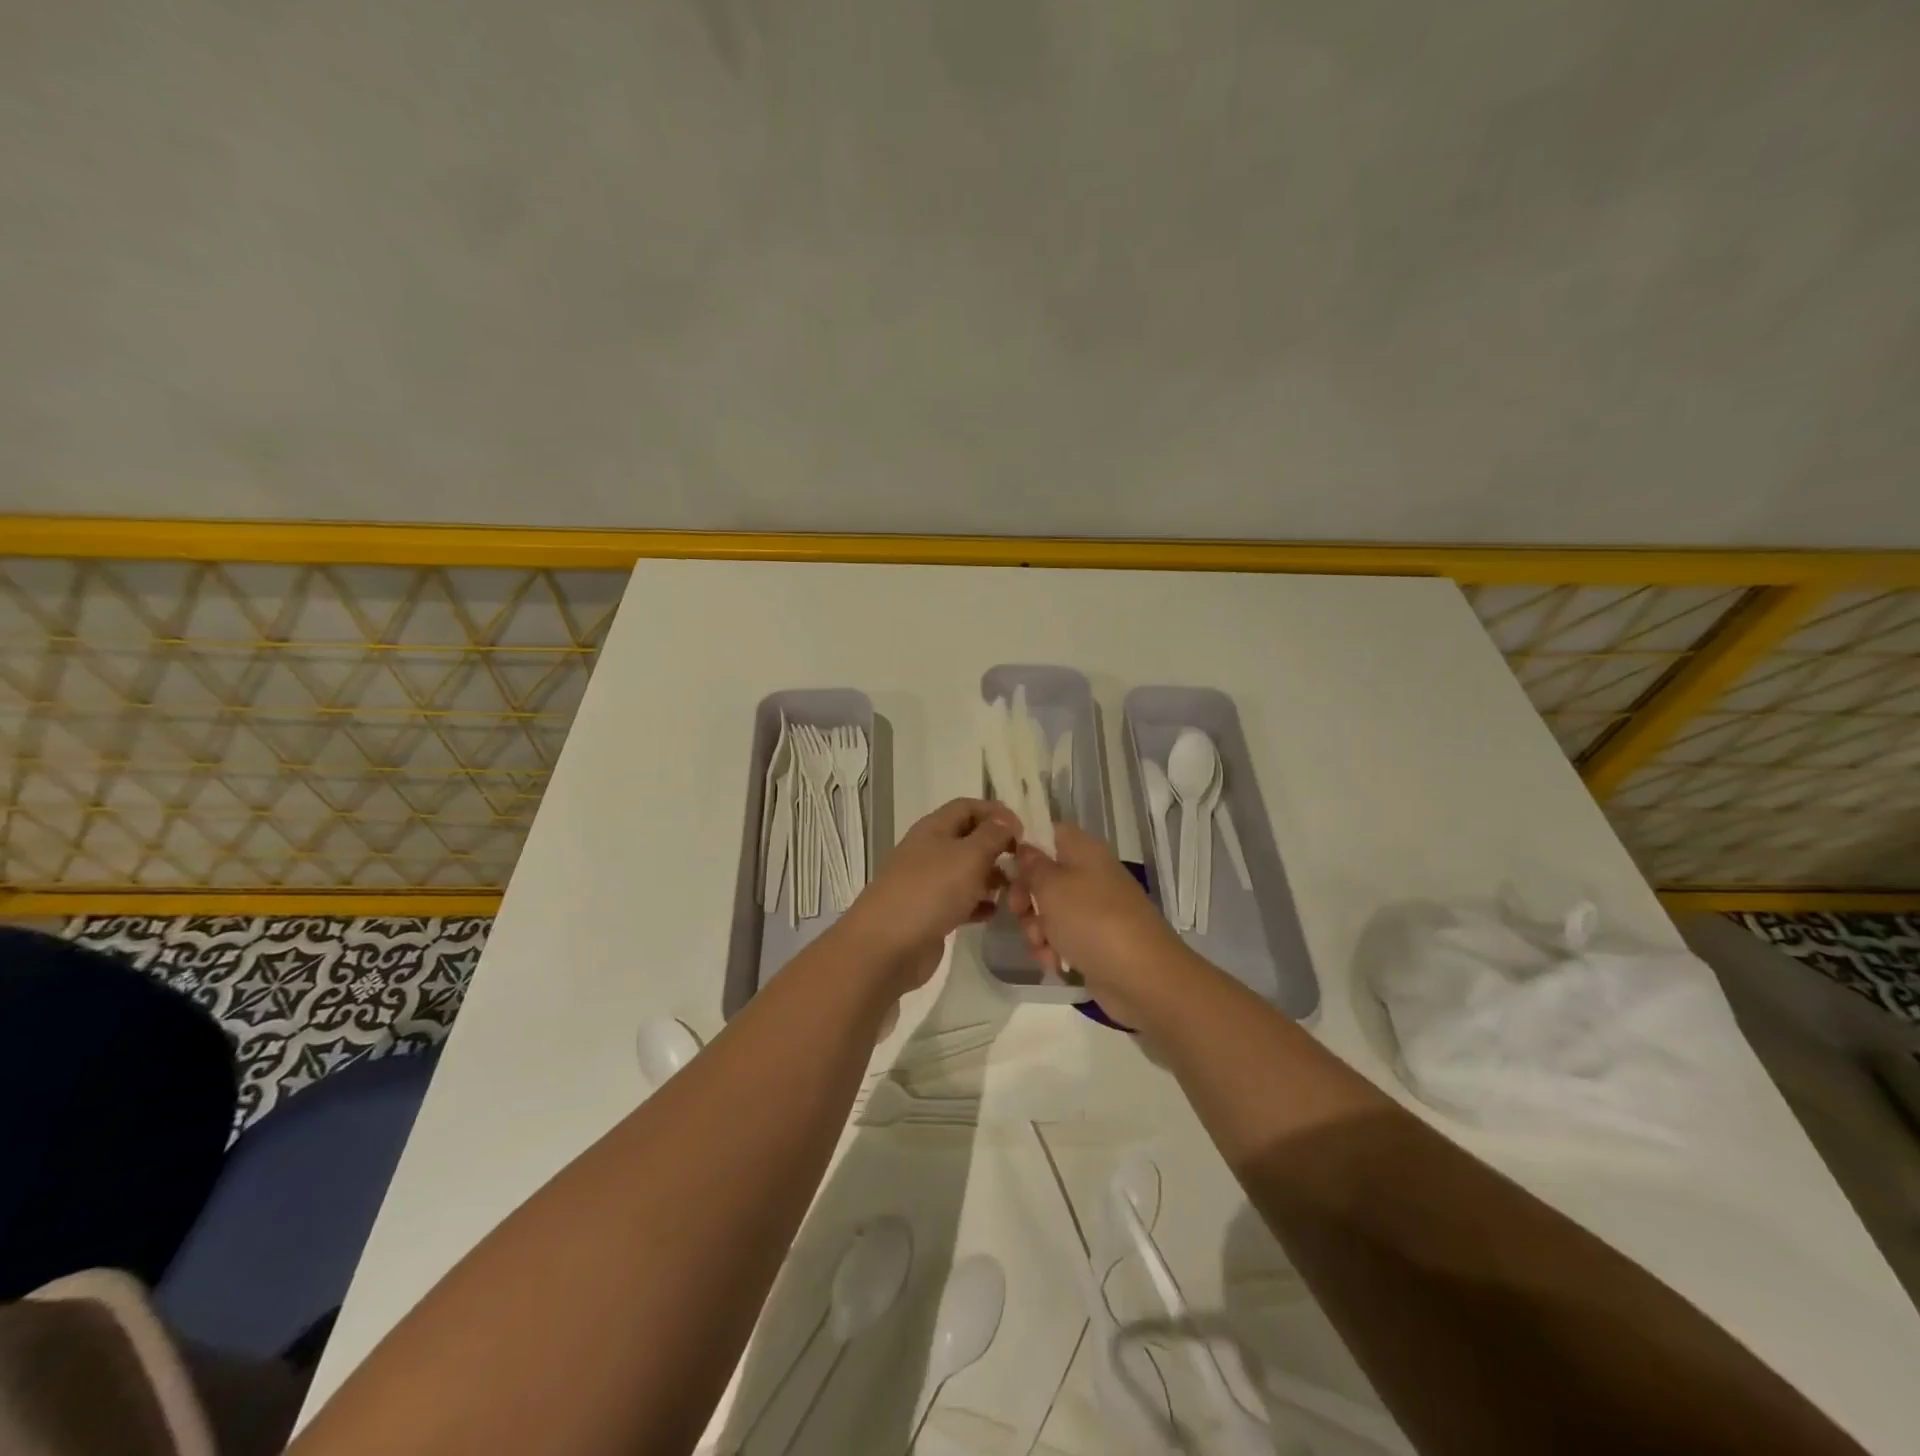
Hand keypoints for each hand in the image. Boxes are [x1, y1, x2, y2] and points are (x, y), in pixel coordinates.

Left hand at [833, 798, 1021, 993]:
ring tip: (1015, 889)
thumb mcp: (969, 856)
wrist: (886, 946)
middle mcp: (928, 851)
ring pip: (965, 871)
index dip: (995, 813)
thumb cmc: (930, 891)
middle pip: (967, 839)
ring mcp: (927, 883)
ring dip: (990, 876)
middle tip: (1023, 863)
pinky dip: (978, 904)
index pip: (967, 807)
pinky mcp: (929, 913)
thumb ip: (992, 835)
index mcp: (933, 829)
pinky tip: (994, 913)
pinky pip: (959, 901)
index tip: (1022, 831)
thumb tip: (1006, 820)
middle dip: (996, 847)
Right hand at [1007, 823, 1191, 1020]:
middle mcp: (1090, 875)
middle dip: (1026, 897)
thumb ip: (1031, 865)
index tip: (1004, 865)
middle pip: (1044, 875)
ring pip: (1049, 911)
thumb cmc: (1092, 921)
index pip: (1049, 832)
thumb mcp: (1052, 887)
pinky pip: (1062, 938)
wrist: (1142, 977)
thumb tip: (1024, 847)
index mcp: (1084, 851)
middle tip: (1019, 912)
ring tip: (1042, 946)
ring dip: (1036, 929)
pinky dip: (1053, 949)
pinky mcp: (1094, 941)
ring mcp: (1093, 910)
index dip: (1025, 845)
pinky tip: (1053, 963)